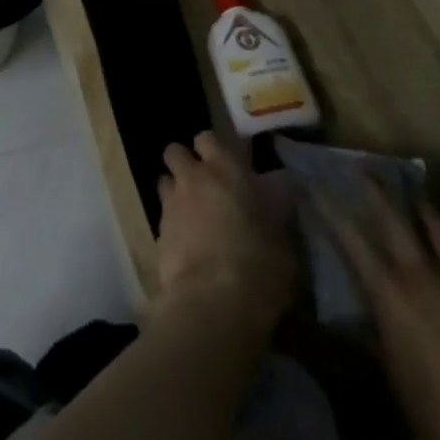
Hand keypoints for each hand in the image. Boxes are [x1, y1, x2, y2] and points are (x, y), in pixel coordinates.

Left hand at [155, 132, 298, 335]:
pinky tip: (185, 238)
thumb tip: (274, 196)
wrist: (213, 301)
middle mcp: (194, 177)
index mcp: (227, 170)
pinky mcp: (157, 228)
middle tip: (204, 183)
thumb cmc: (259, 267)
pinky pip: (162, 211)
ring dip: (175, 187)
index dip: (215, 150)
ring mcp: (172, 201)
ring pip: (165, 178)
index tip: (228, 166)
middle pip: (176, 150)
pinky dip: (172, 218)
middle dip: (187, 161)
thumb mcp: (282, 239)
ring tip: (191, 209)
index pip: (210, 138)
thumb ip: (273, 210)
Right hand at [323, 184, 439, 439]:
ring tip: (411, 192)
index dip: (328, 208)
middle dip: (376, 190)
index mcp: (391, 295)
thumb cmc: (437, 423)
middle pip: (397, 218)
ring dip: (421, 207)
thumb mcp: (392, 375)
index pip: (350, 237)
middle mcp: (425, 279)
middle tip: (360, 168)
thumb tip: (352, 313)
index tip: (311, 184)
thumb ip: (373, 332)